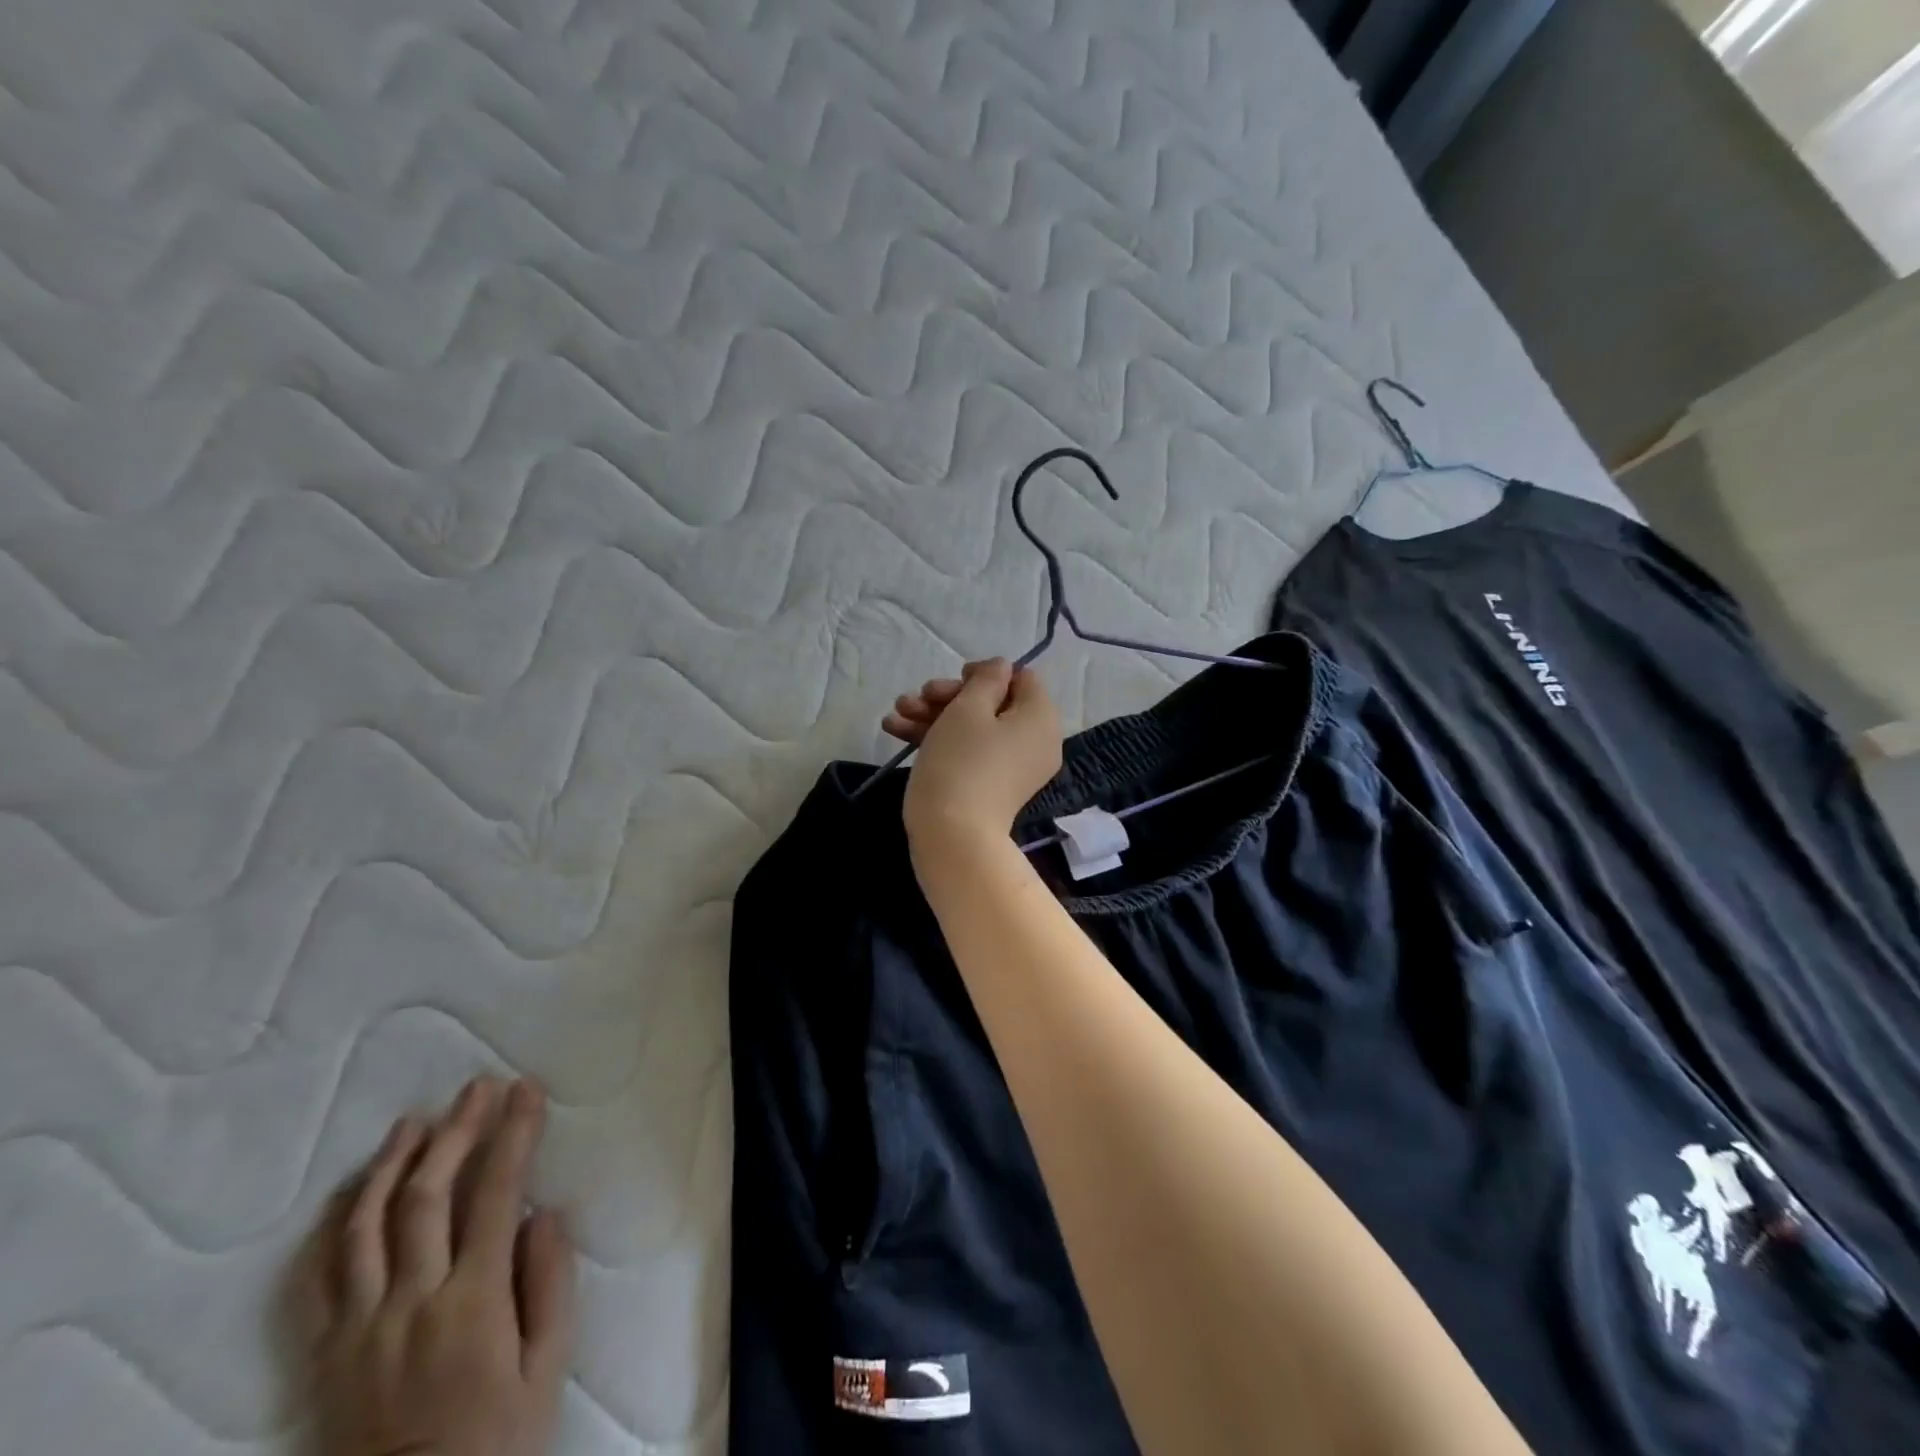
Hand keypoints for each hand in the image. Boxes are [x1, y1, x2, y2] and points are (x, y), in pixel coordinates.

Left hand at [305, 1077, 575, 1455]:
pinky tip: (354, 1192)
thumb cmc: (497, 1441)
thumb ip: (550, 1285)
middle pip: (427, 1196)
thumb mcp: (547, 1370)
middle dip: (457, 1131)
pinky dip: (334, 1226)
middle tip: (477, 1088)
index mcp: (471, 1303)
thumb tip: (545, 1212)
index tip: (525, 1091)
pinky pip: (318, 1280)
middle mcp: (409, 1304)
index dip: (513, 1134)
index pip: (496, 1194)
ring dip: (392, 1164)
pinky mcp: (326, 1354)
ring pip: (365, 1227)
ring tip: (415, 1121)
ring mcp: (358, 1328)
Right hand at [888, 658, 1061, 849]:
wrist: (952, 836)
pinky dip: (937, 739)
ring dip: (932, 715)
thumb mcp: (970, 709)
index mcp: (1040, 718)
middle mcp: (1034, 741)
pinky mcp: (989, 785)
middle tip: (917, 698)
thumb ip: (986, 680)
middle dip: (948, 696)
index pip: (1022, 678)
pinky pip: (969, 751)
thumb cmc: (962, 762)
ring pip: (973, 727)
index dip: (986, 673)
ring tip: (894, 715)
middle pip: (993, 703)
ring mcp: (1011, 766)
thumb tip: (1001, 668)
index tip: (955, 679)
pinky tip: (896, 731)